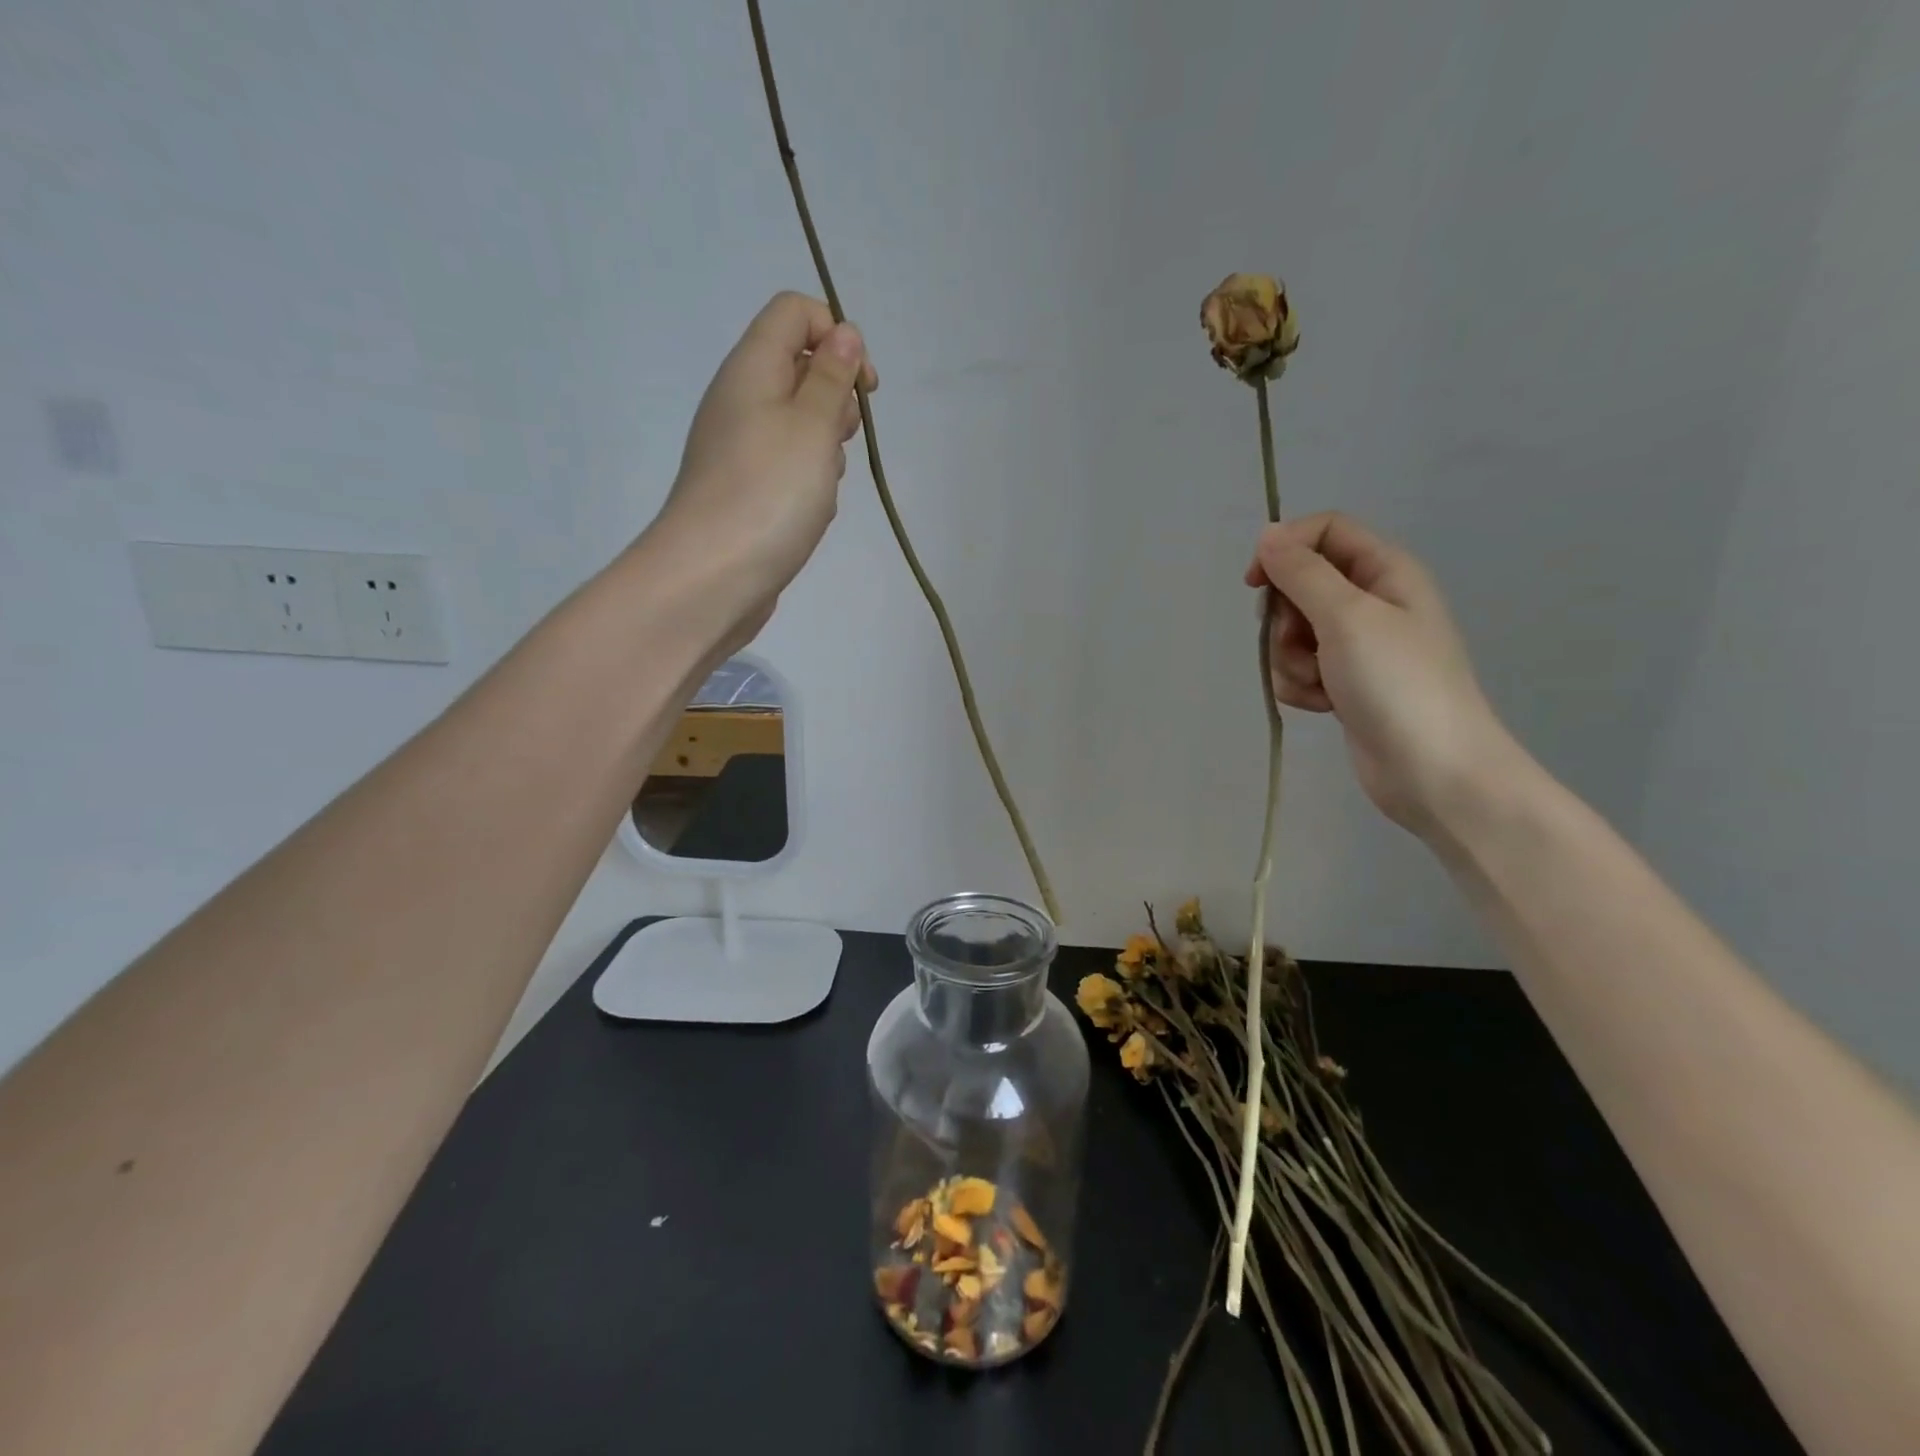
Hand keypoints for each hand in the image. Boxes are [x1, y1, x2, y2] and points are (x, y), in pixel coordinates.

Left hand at [649, 291, 876, 640]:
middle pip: (799, 368)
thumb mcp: (813, 426)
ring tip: (825, 483)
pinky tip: (811, 510)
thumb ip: (832, 377)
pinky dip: (808, 479)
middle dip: (836, 398)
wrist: (712, 576)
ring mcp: (738, 447)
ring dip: (826, 446)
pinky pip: (787, 465)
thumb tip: (843, 334)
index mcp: (751, 368)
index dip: (836, 335)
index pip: (794, 312)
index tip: (862, 387)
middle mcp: (740, 399)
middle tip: (840, 438)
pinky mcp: (744, 489)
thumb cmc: (769, 494)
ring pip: (798, 423)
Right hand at [1245, 512, 1519, 837]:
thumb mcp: (1347, 617)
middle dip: (1285, 618)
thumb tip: (1267, 535)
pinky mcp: (1343, 683)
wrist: (1432, 770)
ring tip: (1319, 684)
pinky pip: (1299, 669)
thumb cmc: (1396, 683)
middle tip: (1301, 642)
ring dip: (1290, 659)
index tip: (1255, 584)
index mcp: (1384, 571)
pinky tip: (1323, 705)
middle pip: (1300, 585)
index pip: (1323, 531)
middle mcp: (1371, 601)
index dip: (1284, 549)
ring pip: (1292, 632)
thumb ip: (1303, 572)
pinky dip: (1301, 685)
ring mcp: (1356, 646)